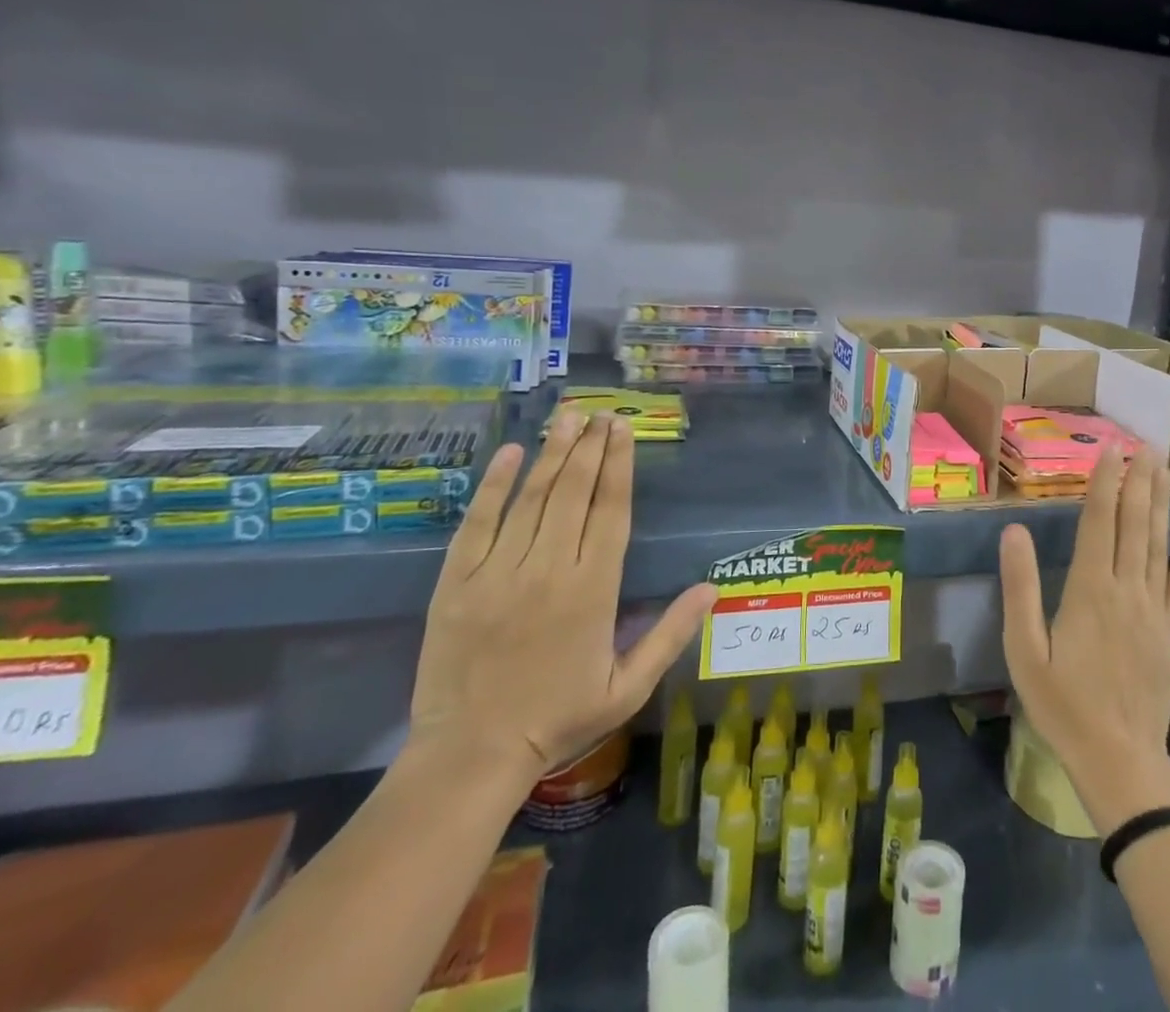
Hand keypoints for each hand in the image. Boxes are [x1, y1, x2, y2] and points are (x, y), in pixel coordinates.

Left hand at [408, 411, 717, 787]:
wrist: (471, 756)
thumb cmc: (558, 718)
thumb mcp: (628, 686)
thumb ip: (671, 634)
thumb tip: (711, 589)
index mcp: (593, 590)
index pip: (611, 510)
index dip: (620, 465)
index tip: (623, 430)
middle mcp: (549, 569)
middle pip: (574, 492)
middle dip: (590, 447)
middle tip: (601, 413)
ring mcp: (499, 573)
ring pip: (532, 498)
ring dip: (553, 453)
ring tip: (568, 418)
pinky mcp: (457, 582)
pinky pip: (478, 523)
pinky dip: (495, 486)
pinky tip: (512, 454)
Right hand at [998, 448, 1169, 835]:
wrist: (1119, 761)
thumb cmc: (1062, 704)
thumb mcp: (1024, 649)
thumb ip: (1019, 587)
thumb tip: (1013, 530)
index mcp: (1089, 589)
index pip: (1098, 521)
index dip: (1105, 482)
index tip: (1111, 449)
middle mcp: (1126, 589)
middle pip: (1134, 524)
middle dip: (1139, 481)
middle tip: (1147, 444)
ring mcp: (1154, 611)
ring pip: (1159, 545)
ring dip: (1162, 505)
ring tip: (1165, 471)